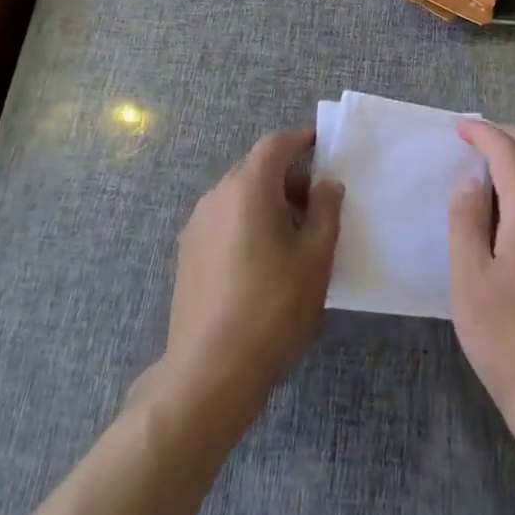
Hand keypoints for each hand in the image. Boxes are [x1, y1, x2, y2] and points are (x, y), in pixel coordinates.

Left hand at [143, 127, 343, 421]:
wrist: (209, 373)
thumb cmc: (273, 308)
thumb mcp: (315, 258)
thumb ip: (325, 210)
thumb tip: (326, 182)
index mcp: (249, 188)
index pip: (275, 144)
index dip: (300, 140)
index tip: (322, 147)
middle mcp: (217, 196)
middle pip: (255, 169)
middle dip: (287, 178)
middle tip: (316, 205)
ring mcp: (197, 226)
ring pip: (238, 196)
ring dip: (267, 203)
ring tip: (293, 239)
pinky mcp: (187, 255)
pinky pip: (223, 221)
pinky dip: (246, 223)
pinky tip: (262, 262)